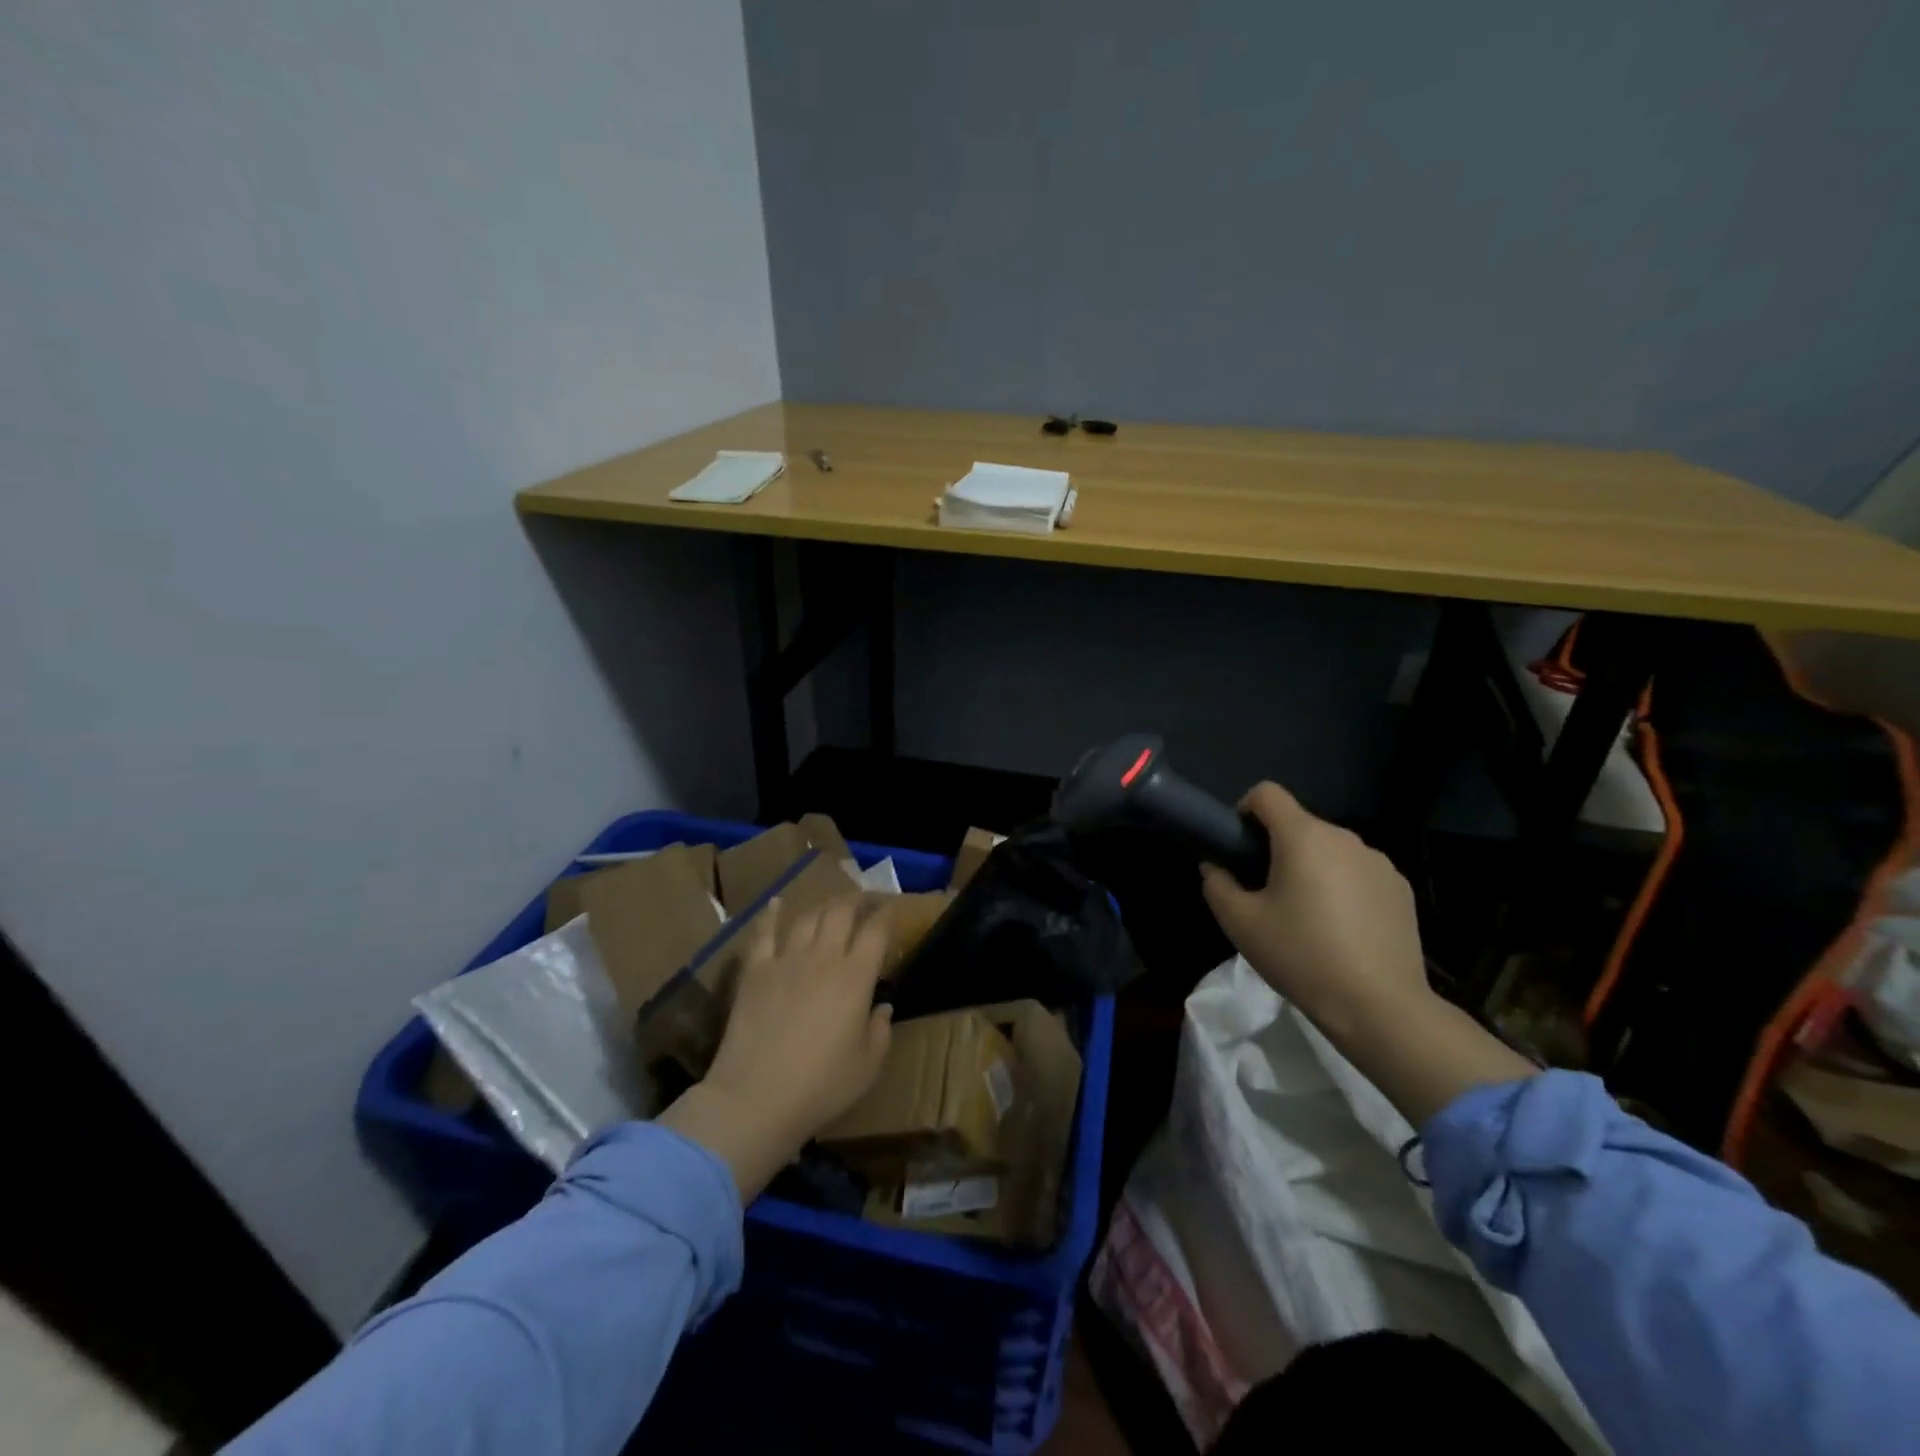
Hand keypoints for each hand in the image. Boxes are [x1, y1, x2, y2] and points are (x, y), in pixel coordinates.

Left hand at [660, 897, 891, 1199]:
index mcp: (856, 977)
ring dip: (823, 906)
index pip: (876, 931)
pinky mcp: (755, 971)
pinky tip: (776, 903)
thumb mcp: (867, 1066)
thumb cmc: (821, 1086)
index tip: (892, 907)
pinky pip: (763, 933)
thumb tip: (882, 1007)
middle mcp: (824, 957)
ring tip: (831, 905)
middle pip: (842, 912)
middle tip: (865, 900)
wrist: (755, 1098)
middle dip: (857, 900)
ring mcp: (786, 960)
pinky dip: (771, 915)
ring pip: (808, 917)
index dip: (887, 913)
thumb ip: (880, 1031)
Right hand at [1200, 782, 1536, 1126]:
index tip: (1239, 847)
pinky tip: (1341, 929)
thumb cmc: (1301, 957)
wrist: (1380, 1006)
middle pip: (1299, 824)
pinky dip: (1342, 887)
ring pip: (1329, 850)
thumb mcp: (1240, 924)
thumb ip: (1217, 884)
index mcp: (1303, 837)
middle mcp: (1344, 838)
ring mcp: (1379, 862)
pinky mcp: (1401, 888)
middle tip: (1265, 893)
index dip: (1244, 810)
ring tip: (1306, 916)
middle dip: (1277, 848)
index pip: (1266, 793)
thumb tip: (1216, 867)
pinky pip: (1358, 872)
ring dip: (1311, 868)